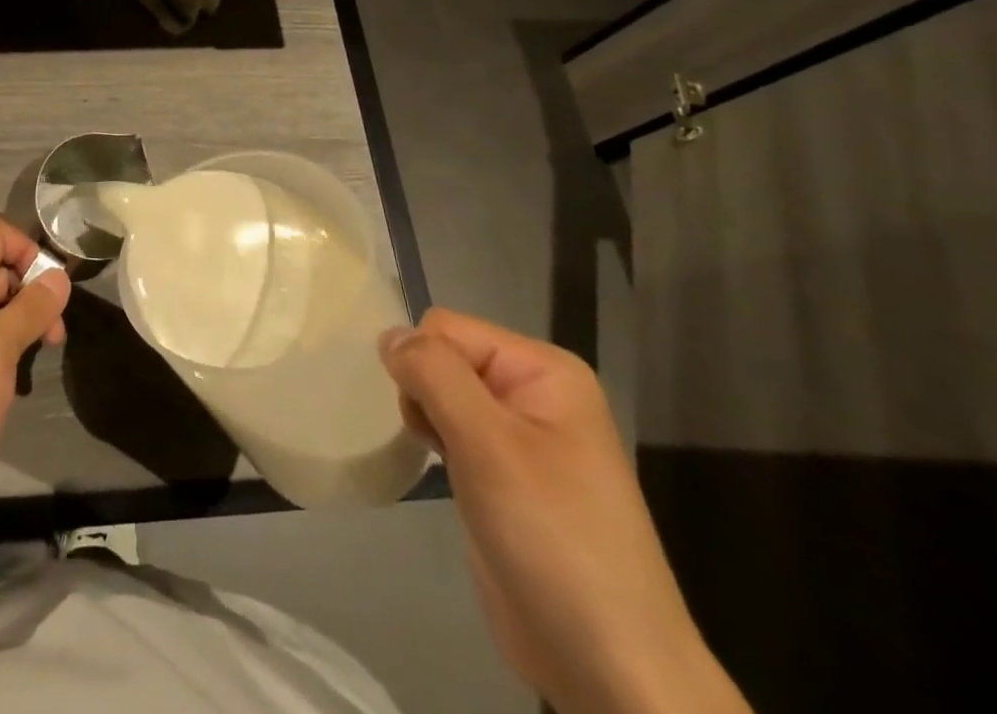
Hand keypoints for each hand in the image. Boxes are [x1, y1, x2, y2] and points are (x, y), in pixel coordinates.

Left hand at [0, 214, 70, 481]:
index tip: (49, 283)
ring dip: (30, 317)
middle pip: (0, 266)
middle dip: (34, 287)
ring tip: (49, 348)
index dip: (24, 247)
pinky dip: (17, 342)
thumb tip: (60, 276)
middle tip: (56, 327)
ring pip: (2, 302)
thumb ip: (32, 305)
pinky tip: (28, 370)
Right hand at [382, 310, 748, 713]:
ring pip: (441, 393)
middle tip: (447, 448)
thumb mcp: (488, 443)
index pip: (447, 328)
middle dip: (426, 394)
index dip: (425, 365)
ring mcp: (521, 436)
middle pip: (443, 358)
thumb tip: (388, 333)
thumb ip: (433, 373)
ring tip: (452, 468)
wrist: (608, 668)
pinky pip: (452, 430)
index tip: (435, 421)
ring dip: (430, 422)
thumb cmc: (551, 539)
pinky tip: (450, 479)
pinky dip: (439, 445)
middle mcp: (533, 392)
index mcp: (543, 370)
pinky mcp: (505, 474)